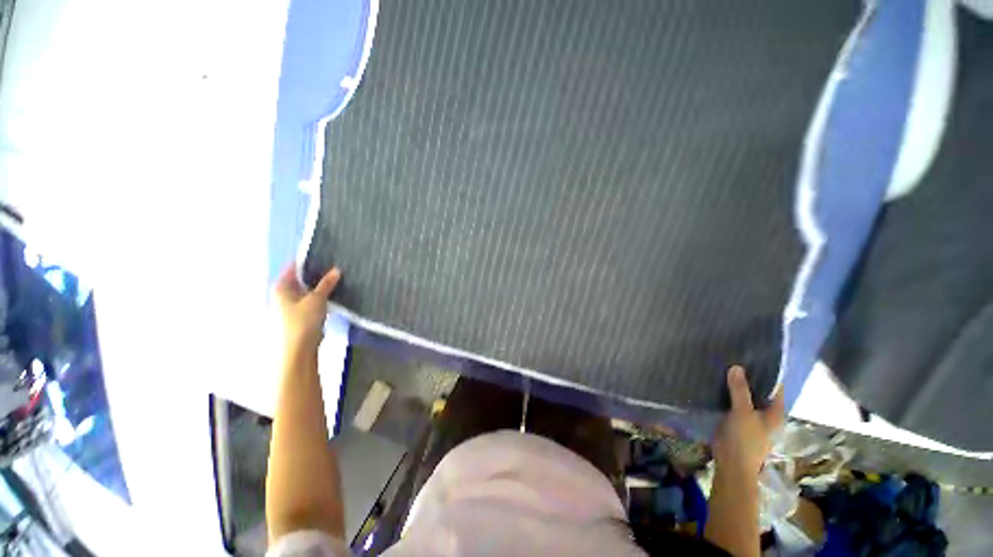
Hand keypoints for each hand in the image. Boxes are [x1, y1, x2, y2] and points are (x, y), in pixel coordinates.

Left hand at [274, 264, 340, 348]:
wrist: (298, 349)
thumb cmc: (303, 321)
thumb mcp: (317, 299)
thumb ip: (327, 284)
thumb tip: (336, 270)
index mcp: (280, 287)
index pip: (293, 267)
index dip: (308, 261)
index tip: (325, 256)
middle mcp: (281, 294)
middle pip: (299, 279)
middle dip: (315, 274)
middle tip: (334, 268)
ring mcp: (288, 306)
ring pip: (305, 290)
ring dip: (318, 287)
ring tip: (335, 280)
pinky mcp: (297, 316)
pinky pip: (308, 301)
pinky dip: (318, 297)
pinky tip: (330, 296)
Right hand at [713, 366, 784, 477]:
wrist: (731, 463)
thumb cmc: (745, 440)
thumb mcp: (743, 413)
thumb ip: (740, 390)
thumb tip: (737, 367)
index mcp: (775, 412)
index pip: (775, 387)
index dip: (767, 373)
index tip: (753, 356)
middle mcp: (765, 413)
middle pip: (758, 391)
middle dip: (748, 377)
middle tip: (734, 358)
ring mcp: (750, 417)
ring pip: (744, 396)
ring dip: (736, 385)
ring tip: (723, 366)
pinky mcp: (736, 420)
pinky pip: (733, 402)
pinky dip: (727, 393)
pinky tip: (717, 383)